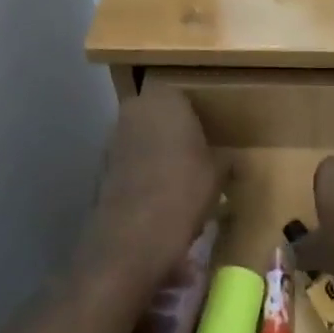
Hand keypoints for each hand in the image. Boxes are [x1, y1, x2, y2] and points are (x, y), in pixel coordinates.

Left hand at [84, 86, 223, 289]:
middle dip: (175, 132)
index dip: (197, 114)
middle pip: (159, 115)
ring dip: (157, 152)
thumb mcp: (218, 173)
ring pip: (142, 138)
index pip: (183, 94)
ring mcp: (113, 138)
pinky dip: (143, 173)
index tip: (210, 134)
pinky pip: (130, 162)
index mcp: (164, 99)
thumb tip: (231, 159)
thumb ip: (224, 158)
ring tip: (180, 179)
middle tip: (197, 155)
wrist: (132, 238)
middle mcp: (134, 110)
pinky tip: (159, 196)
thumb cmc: (184, 191)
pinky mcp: (102, 167)